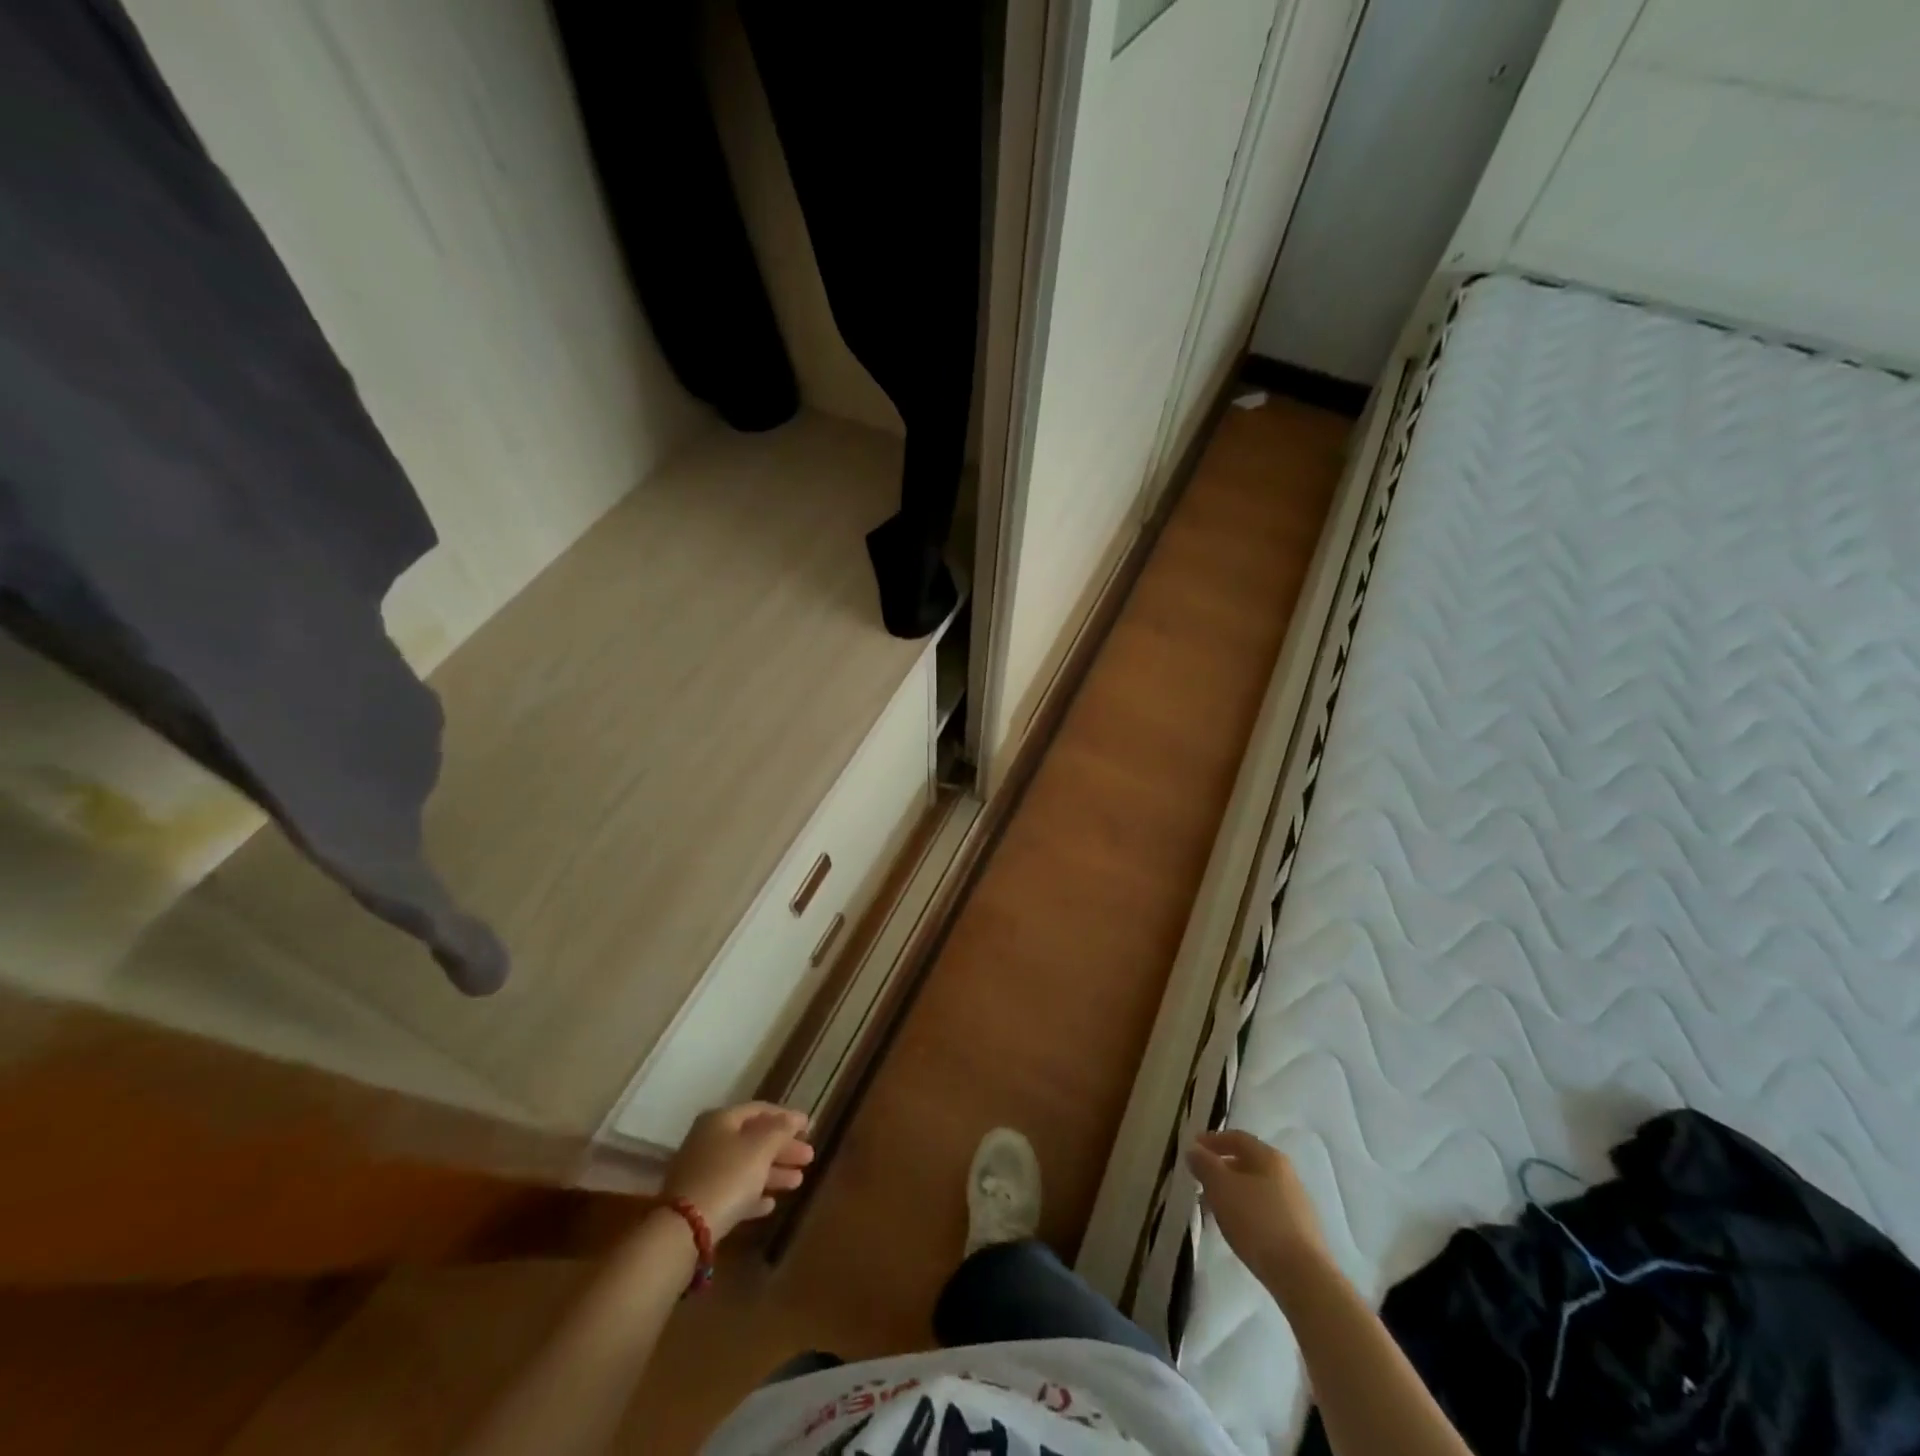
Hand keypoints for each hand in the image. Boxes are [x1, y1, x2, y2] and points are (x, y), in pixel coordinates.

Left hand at [662, 1102, 814, 1241]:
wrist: (684, 1229)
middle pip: (753, 1139)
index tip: (808, 1126)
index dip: (785, 1116)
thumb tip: (795, 1118)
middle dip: (783, 1148)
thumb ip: (780, 1130)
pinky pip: (732, 1191)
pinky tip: (770, 1204)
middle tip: (809, 1157)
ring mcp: (702, 1172)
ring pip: (745, 1166)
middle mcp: (709, 1140)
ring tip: (798, 1181)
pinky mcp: (699, 1201)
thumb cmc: (728, 1176)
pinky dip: (752, 1194)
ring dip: (772, 1172)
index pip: (759, 1110)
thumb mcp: (760, 1148)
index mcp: (720, 1120)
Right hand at [1188, 1129, 1330, 1291]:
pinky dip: (1247, 1212)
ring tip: (1213, 1208)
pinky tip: (1237, 1229)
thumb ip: (1204, 1164)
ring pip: (1256, 1189)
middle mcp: (1286, 1174)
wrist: (1303, 1277)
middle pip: (1248, 1163)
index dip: (1212, 1140)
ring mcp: (1296, 1204)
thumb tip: (1194, 1150)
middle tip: (1200, 1180)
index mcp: (1269, 1157)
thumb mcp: (1221, 1187)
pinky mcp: (1300, 1232)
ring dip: (1233, 1192)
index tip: (1192, 1149)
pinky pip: (1266, 1211)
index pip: (1237, 1138)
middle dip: (1221, 1169)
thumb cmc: (1257, 1222)